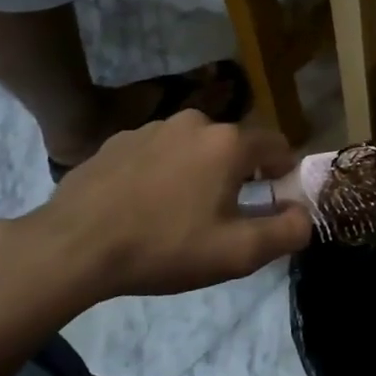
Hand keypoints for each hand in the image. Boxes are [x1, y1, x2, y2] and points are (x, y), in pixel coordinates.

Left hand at [12, 110, 314, 304]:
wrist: (72, 247)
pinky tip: (143, 207)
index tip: (274, 203)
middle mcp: (194, 122)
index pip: (277, 145)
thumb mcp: (238, 253)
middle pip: (234, 146)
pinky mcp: (116, 141)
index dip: (284, 173)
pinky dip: (162, 173)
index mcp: (229, 143)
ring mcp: (151, 128)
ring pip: (194, 148)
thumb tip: (303, 215)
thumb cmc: (165, 247)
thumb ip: (287, 232)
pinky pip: (157, 154)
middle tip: (224, 217)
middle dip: (239, 176)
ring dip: (198, 173)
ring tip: (178, 214)